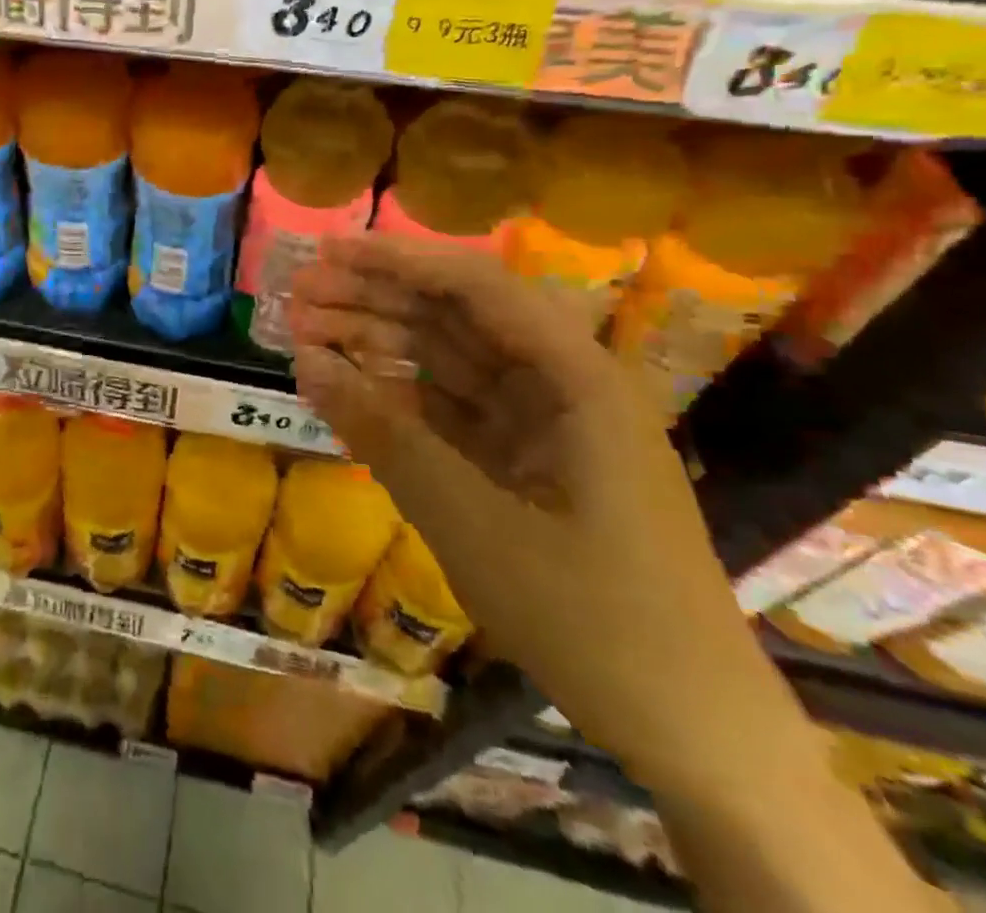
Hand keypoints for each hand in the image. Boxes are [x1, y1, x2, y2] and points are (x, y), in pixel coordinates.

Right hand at [286, 234, 766, 778]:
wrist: (690, 734)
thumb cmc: (591, 616)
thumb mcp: (470, 521)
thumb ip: (384, 433)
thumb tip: (305, 361)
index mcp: (577, 379)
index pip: (476, 288)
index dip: (397, 262)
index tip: (326, 252)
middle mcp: (561, 386)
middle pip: (455, 317)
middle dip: (373, 299)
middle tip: (296, 295)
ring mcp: (541, 425)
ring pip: (445, 360)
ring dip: (376, 343)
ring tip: (303, 333)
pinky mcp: (521, 462)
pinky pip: (447, 409)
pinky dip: (395, 396)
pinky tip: (345, 385)